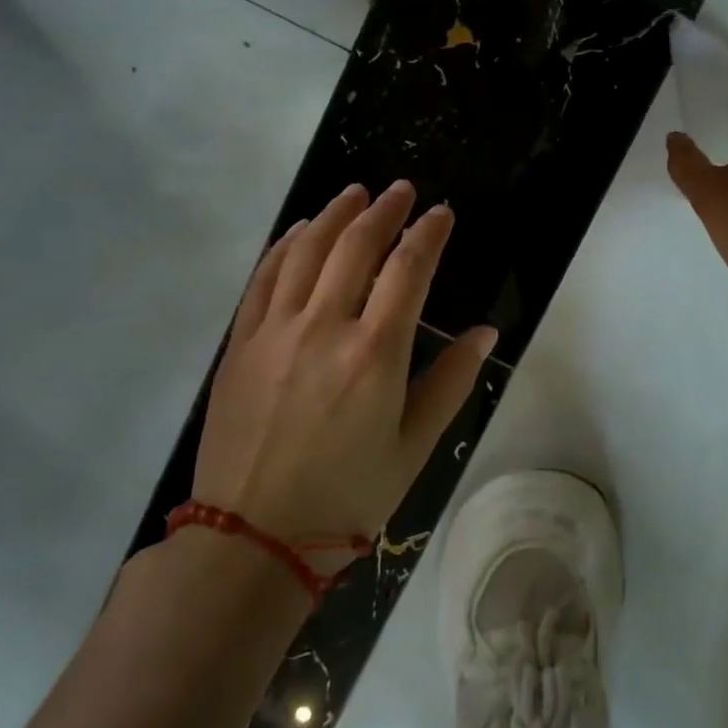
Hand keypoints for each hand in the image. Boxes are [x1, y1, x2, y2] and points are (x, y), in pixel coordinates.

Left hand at [195, 181, 495, 544]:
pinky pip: (263, 277)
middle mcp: (324, 328)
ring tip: (355, 193)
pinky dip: (285, 245)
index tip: (441, 213)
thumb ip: (450, 382)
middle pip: (356, 246)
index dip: (428, 233)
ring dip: (334, 215)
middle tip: (402, 190)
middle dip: (384, 210)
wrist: (252, 537)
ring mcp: (275, 331)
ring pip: (306, 251)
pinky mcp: (241, 343)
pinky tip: (299, 231)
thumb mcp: (414, 447)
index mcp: (374, 354)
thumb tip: (485, 333)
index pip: (407, 270)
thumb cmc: (347, 496)